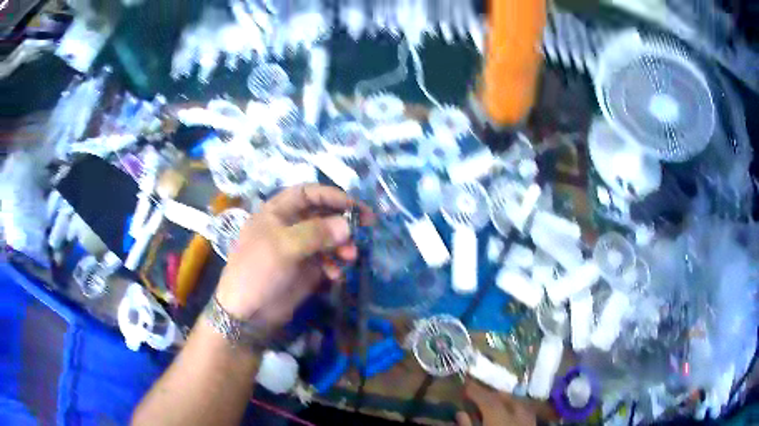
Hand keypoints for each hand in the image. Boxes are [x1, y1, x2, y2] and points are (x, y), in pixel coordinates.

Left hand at [215, 184, 371, 327]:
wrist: (247, 313)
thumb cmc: (258, 271)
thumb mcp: (284, 247)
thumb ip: (316, 232)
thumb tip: (348, 225)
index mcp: (277, 212)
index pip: (308, 193)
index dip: (331, 195)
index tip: (354, 207)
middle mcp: (289, 226)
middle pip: (322, 214)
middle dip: (342, 221)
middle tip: (366, 227)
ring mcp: (298, 248)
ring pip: (327, 238)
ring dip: (342, 245)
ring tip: (350, 256)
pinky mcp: (305, 269)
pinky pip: (326, 260)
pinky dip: (334, 265)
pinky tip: (335, 275)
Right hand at [457, 381, 536, 425]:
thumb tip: (460, 413)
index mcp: (498, 416)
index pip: (485, 399)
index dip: (475, 391)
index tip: (466, 385)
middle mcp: (515, 413)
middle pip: (503, 398)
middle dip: (490, 394)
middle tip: (478, 393)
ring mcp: (527, 420)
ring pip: (517, 403)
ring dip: (505, 399)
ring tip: (494, 400)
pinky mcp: (533, 425)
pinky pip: (526, 412)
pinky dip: (517, 408)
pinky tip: (513, 412)